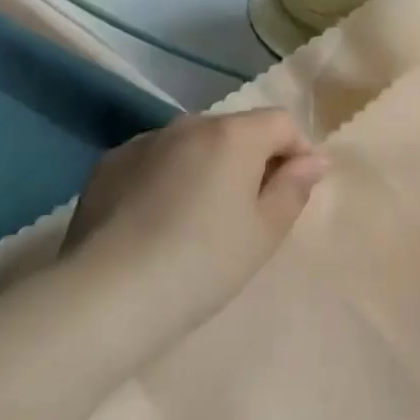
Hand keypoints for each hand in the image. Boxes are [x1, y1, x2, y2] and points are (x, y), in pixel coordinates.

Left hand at [63, 110, 325, 307]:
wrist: (106, 297)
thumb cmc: (202, 264)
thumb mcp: (264, 233)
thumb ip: (294, 188)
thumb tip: (313, 160)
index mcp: (233, 135)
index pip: (281, 123)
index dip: (298, 151)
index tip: (296, 190)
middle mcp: (188, 124)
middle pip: (236, 130)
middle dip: (252, 159)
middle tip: (250, 210)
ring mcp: (143, 142)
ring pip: (193, 144)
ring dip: (208, 166)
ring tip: (200, 217)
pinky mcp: (108, 165)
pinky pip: (155, 160)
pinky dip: (168, 177)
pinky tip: (158, 220)